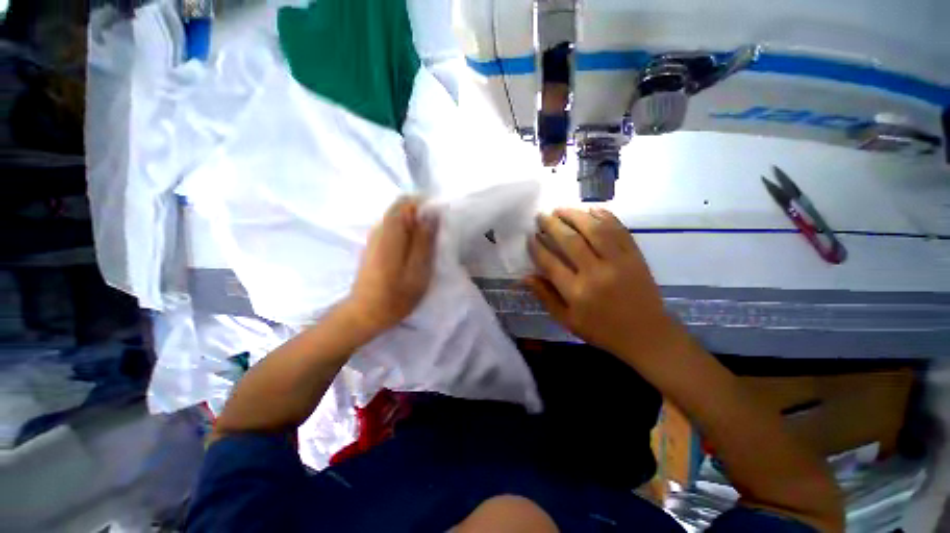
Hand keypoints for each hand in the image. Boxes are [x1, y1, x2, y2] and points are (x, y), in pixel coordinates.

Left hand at [346, 197, 436, 333]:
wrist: (366, 313)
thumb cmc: (396, 294)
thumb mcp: (418, 269)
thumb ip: (424, 240)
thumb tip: (431, 214)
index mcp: (391, 231)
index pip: (406, 202)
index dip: (425, 206)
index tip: (439, 221)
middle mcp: (379, 228)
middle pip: (402, 209)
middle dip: (421, 217)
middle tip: (435, 237)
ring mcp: (375, 237)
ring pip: (398, 220)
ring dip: (415, 227)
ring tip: (427, 246)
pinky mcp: (374, 246)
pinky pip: (393, 231)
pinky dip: (407, 236)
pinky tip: (414, 253)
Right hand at [525, 208, 678, 361]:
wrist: (646, 334)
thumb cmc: (601, 330)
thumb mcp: (567, 320)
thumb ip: (545, 297)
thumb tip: (525, 277)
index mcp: (577, 292)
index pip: (550, 263)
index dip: (537, 247)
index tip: (530, 236)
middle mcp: (596, 273)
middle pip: (570, 241)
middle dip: (553, 225)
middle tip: (542, 215)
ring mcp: (618, 262)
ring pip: (594, 230)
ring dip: (575, 215)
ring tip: (561, 209)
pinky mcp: (635, 256)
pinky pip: (619, 230)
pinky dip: (605, 216)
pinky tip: (592, 209)